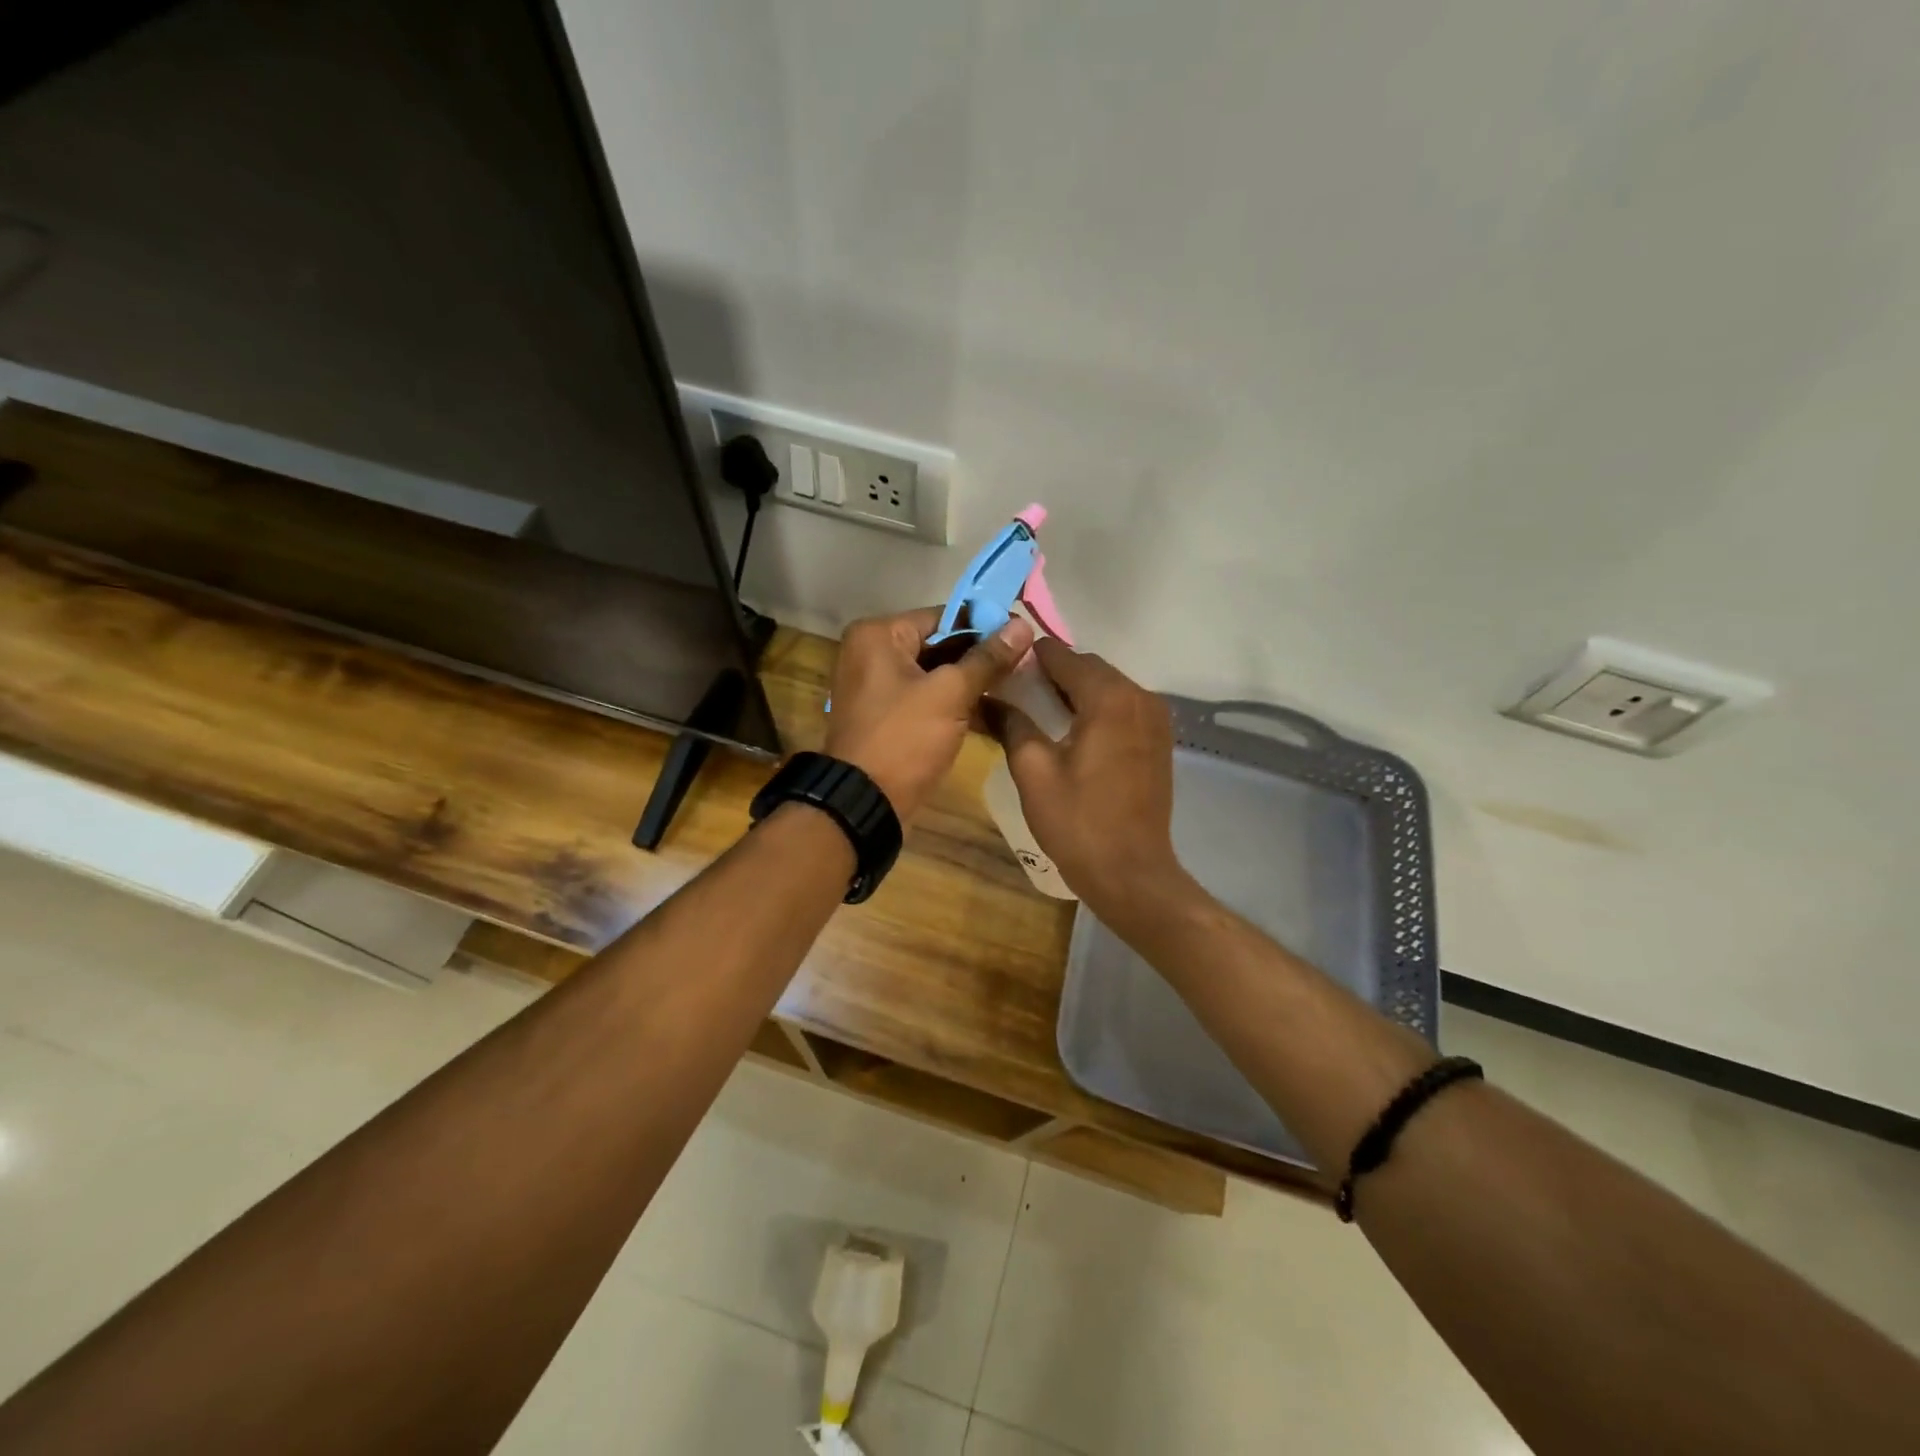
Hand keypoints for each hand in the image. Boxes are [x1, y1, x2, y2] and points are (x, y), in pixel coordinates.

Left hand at [824, 607, 1034, 821]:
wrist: (865, 804)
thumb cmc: (904, 739)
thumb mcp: (950, 694)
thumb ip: (987, 658)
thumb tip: (1022, 625)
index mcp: (877, 635)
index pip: (942, 616)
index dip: (985, 626)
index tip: (1023, 636)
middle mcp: (871, 653)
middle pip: (938, 644)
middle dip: (979, 656)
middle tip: (1025, 663)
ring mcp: (877, 687)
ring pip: (935, 674)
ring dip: (971, 682)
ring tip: (1017, 686)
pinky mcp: (887, 717)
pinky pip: (926, 699)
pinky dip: (954, 703)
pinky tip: (992, 711)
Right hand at [1001, 639, 1189, 918]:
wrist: (1130, 872)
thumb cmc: (1078, 822)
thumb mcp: (1033, 772)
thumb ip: (1012, 725)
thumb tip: (989, 699)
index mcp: (1109, 698)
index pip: (1064, 657)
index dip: (1032, 657)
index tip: (1003, 665)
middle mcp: (1140, 697)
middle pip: (1090, 668)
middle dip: (1054, 673)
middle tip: (1016, 691)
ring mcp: (1156, 719)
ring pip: (1108, 687)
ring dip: (1076, 690)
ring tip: (1040, 711)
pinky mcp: (1160, 740)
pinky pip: (1123, 707)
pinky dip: (1097, 708)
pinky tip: (1072, 730)